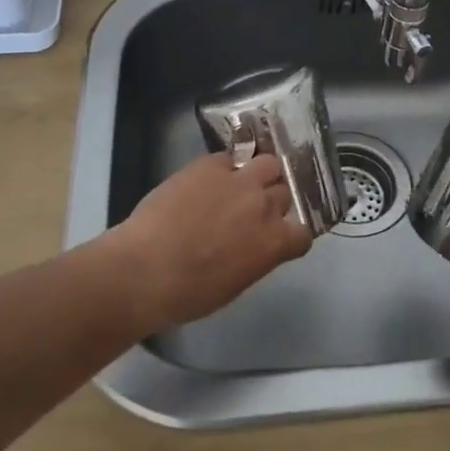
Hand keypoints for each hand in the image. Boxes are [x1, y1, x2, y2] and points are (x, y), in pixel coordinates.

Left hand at [114, 152, 313, 328]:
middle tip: (252, 209)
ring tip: (241, 182)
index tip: (278, 236)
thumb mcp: (235, 283)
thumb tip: (254, 245)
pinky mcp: (211, 164)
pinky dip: (225, 167)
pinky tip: (209, 179)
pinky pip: (230, 158)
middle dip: (272, 199)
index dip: (291, 233)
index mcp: (275, 243)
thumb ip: (256, 257)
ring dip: (260, 173)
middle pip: (285, 191)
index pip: (304, 231)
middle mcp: (265, 205)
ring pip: (268, 163)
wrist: (145, 268)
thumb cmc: (189, 293)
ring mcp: (239, 180)